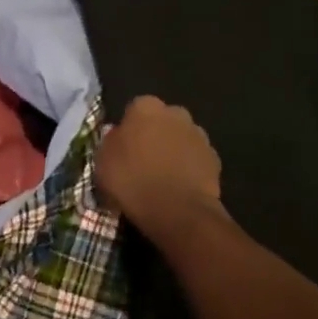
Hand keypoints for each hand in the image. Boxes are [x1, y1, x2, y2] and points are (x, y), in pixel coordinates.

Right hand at [95, 95, 223, 236]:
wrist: (177, 210)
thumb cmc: (132, 181)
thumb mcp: (102, 162)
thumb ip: (111, 142)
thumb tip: (118, 135)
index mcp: (145, 108)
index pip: (134, 108)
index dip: (129, 128)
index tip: (123, 147)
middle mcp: (175, 113)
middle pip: (162, 120)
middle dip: (154, 134)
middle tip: (142, 160)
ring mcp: (199, 135)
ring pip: (181, 138)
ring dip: (173, 150)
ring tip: (162, 177)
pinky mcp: (214, 158)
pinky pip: (195, 159)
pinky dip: (188, 168)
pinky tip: (178, 187)